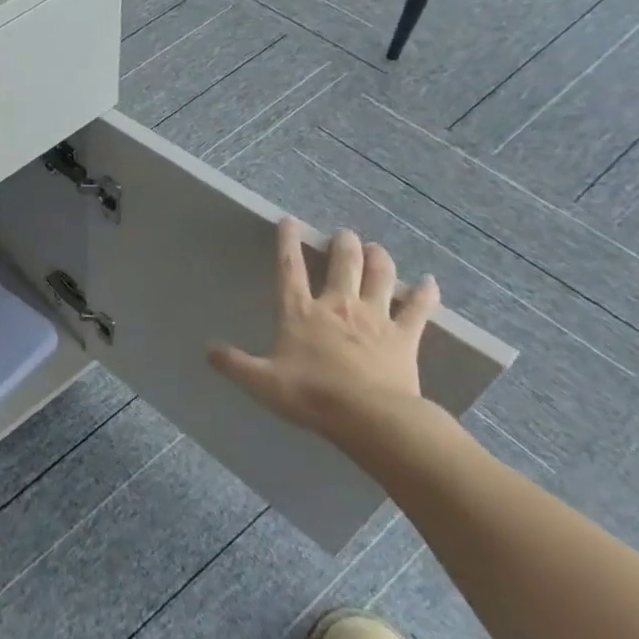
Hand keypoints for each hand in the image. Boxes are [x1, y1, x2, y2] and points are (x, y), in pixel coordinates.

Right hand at [208, 219, 439, 446]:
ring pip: (380, 276)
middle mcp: (337, 305)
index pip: (290, 268)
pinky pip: (418, 309)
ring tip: (375, 248)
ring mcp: (375, 318)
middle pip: (343, 263)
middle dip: (343, 245)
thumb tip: (208, 351)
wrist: (369, 417)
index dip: (287, 242)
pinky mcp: (404, 336)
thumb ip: (234, 364)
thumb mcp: (260, 382)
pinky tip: (430, 282)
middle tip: (344, 236)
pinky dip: (425, 294)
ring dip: (379, 259)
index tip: (289, 220)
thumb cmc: (310, 396)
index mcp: (300, 312)